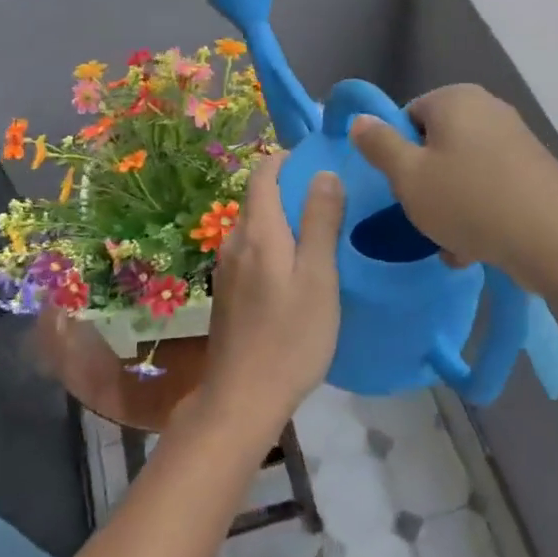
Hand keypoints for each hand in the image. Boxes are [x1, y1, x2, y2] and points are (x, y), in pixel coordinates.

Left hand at [200, 155, 345, 438]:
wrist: (243, 397)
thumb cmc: (290, 336)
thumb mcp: (318, 277)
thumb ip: (320, 222)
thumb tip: (323, 173)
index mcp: (258, 231)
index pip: (263, 174)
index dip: (287, 159)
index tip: (318, 160)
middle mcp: (234, 241)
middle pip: (258, 199)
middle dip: (289, 188)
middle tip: (330, 198)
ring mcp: (227, 269)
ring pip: (255, 227)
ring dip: (282, 219)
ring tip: (319, 233)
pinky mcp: (227, 293)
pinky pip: (251, 251)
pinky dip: (273, 244)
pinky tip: (295, 269)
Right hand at [348, 84, 557, 292]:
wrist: (555, 239)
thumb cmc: (469, 200)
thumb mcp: (408, 176)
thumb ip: (379, 145)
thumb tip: (360, 119)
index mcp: (455, 99)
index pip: (407, 117)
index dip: (397, 154)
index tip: (400, 187)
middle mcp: (487, 109)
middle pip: (436, 145)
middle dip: (425, 184)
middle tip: (422, 217)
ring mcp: (516, 139)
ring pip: (462, 172)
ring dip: (450, 206)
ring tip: (450, 242)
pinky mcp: (534, 171)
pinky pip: (490, 187)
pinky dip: (478, 212)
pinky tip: (475, 248)